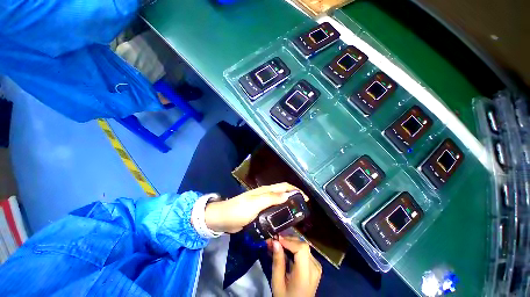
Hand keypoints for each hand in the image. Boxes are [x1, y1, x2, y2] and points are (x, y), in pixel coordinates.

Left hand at [204, 183, 307, 232]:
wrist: (223, 219)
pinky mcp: (259, 212)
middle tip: (302, 208)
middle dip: (293, 197)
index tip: (305, 198)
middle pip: (283, 193)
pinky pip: (273, 210)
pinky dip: (280, 213)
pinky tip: (283, 221)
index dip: (295, 190)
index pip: (284, 186)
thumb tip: (288, 195)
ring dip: (288, 205)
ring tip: (296, 215)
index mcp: (266, 190)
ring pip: (279, 202)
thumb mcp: (256, 204)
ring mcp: (262, 203)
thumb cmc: (239, 210)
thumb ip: (271, 198)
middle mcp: (266, 195)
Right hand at [271, 236, 321, 296]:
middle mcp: (315, 267)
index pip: (301, 249)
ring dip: (290, 243)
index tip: (276, 240)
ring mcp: (316, 266)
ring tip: (277, 244)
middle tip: (274, 241)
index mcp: (306, 274)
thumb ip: (278, 262)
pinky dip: (294, 248)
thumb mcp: (278, 283)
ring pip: (303, 247)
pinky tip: (285, 250)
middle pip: (302, 246)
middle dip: (287, 240)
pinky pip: (304, 252)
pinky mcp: (315, 266)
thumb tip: (275, 242)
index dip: (289, 241)